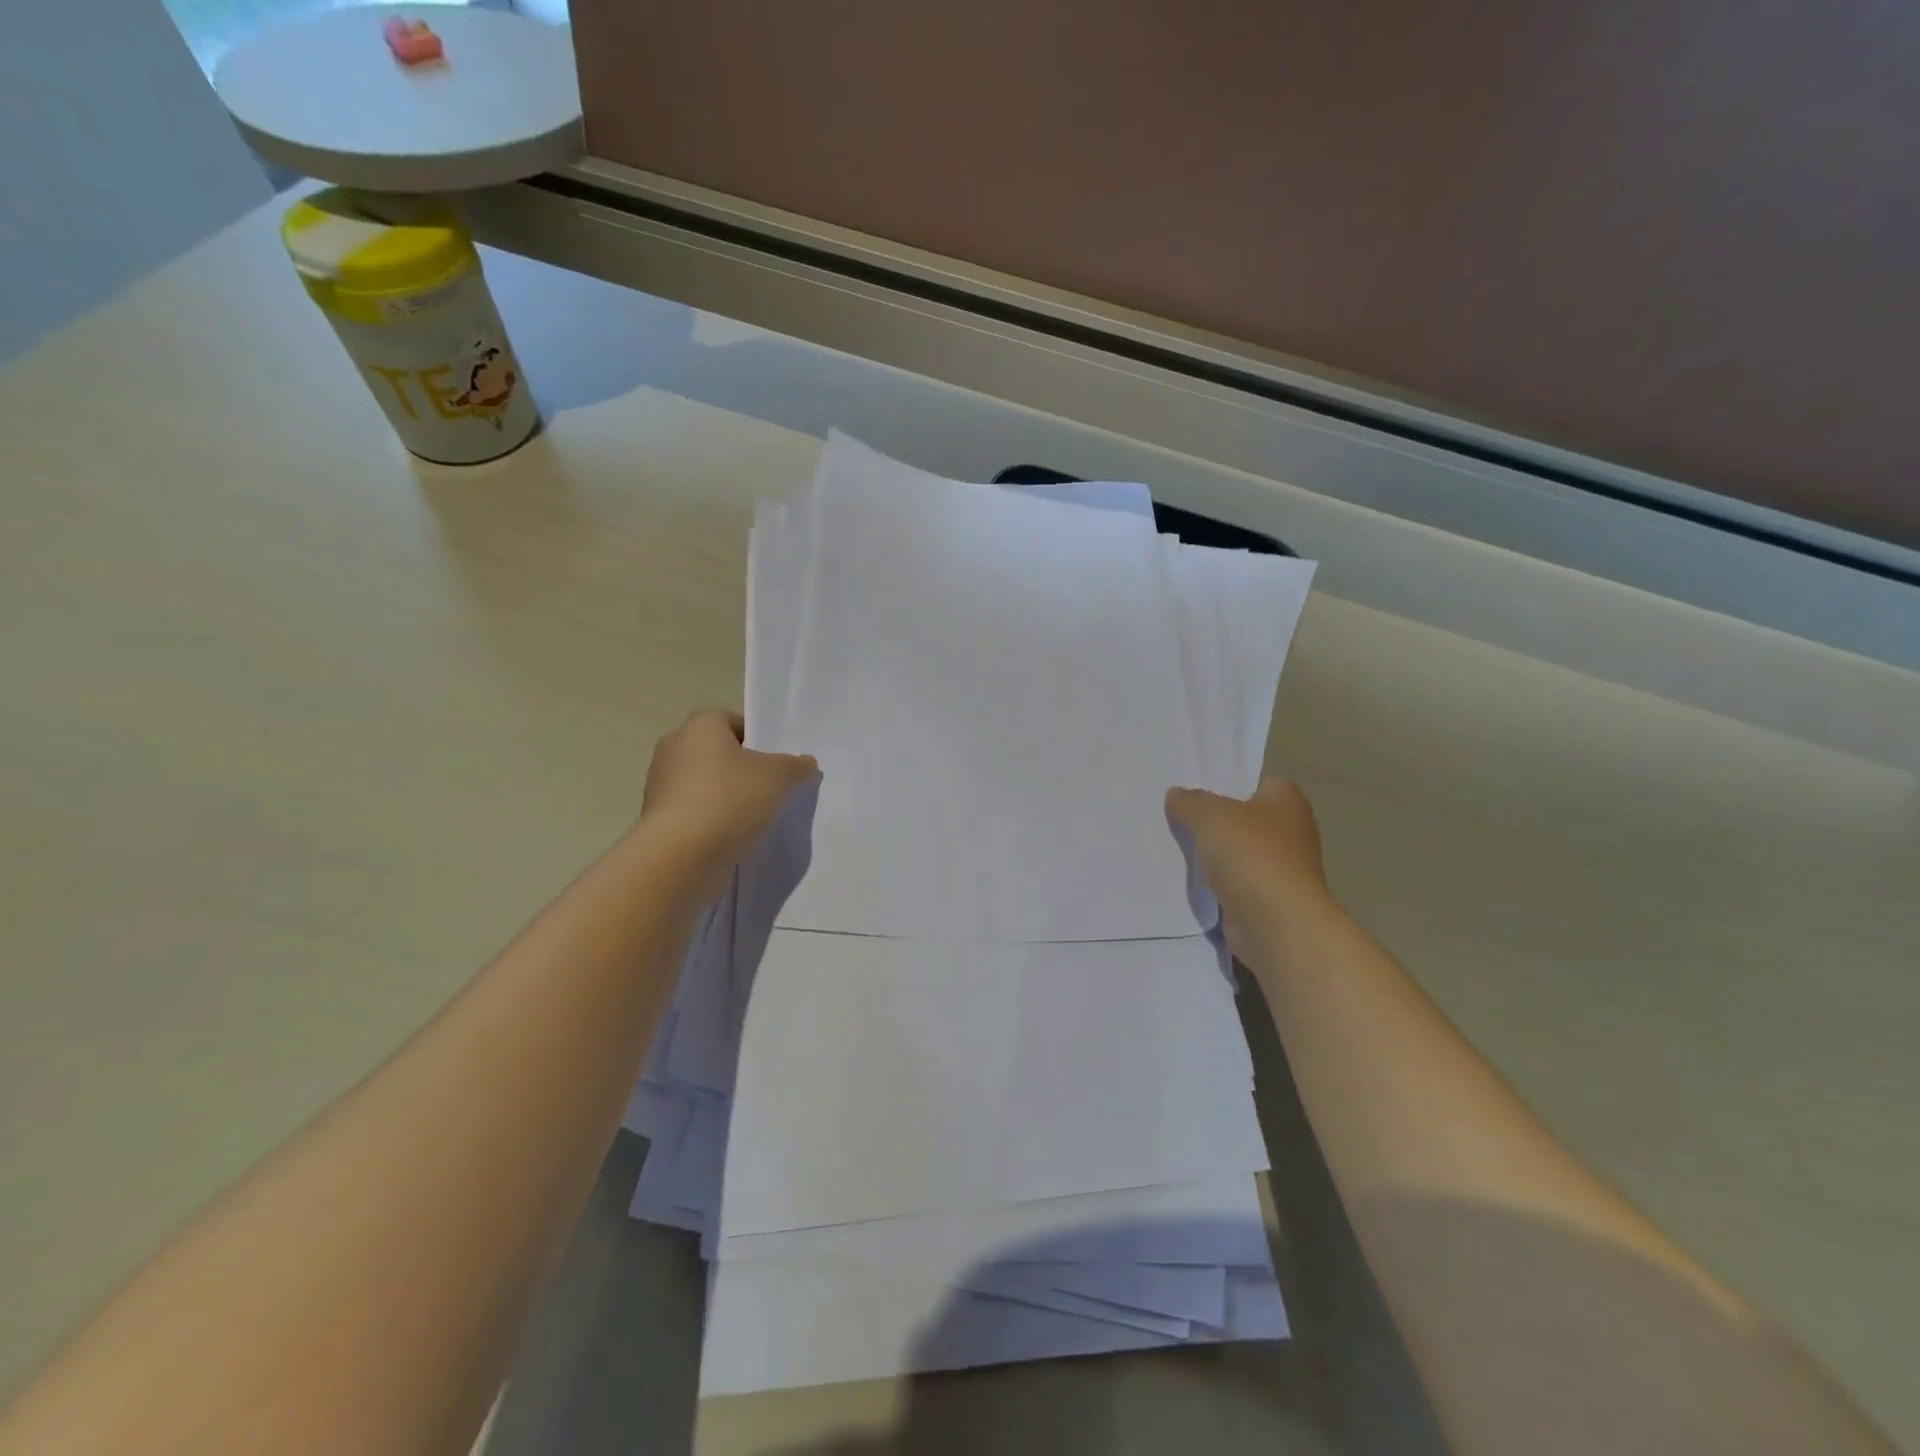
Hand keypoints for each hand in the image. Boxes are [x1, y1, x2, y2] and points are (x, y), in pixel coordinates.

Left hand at [641, 709, 817, 879]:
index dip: (758, 740)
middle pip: (718, 753)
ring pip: (706, 784)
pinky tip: (733, 837)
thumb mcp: (778, 777)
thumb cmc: (729, 799)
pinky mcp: (658, 819)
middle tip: (771, 789)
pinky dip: (712, 820)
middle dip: (744, 770)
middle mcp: (674, 748)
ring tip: (755, 818)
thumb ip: (795, 766)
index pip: (733, 721)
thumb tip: (806, 763)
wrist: (679, 856)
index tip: (776, 764)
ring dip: (727, 797)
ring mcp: (661, 785)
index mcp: (699, 726)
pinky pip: (694, 811)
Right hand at [1166, 777, 1330, 953]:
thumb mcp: (1210, 815)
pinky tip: (1187, 878)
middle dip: (1214, 819)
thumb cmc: (1251, 855)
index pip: (1258, 781)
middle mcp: (1290, 832)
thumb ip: (1190, 801)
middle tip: (1176, 815)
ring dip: (1213, 854)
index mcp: (1287, 801)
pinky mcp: (1266, 899)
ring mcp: (1280, 868)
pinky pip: (1233, 882)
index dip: (1228, 782)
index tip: (1194, 788)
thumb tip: (1177, 795)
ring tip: (1173, 846)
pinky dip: (1215, 882)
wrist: (1275, 924)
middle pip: (1244, 818)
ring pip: (1237, 852)